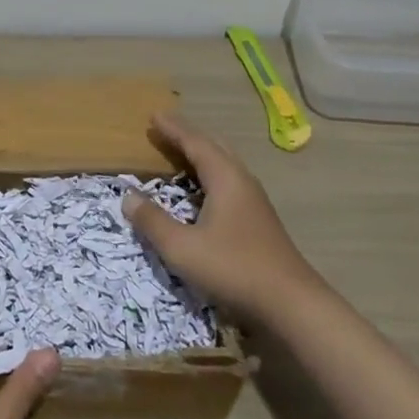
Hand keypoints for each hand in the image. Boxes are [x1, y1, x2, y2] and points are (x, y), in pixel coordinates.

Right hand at [122, 111, 326, 326]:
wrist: (291, 303)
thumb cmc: (233, 268)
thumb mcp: (182, 248)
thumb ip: (153, 221)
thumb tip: (128, 196)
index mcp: (225, 179)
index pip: (196, 143)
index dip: (174, 129)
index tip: (154, 115)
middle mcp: (242, 182)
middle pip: (214, 148)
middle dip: (188, 136)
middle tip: (165, 129)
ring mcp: (254, 202)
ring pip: (225, 165)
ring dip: (201, 155)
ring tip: (180, 154)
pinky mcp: (259, 221)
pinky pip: (229, 182)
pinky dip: (209, 175)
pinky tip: (202, 192)